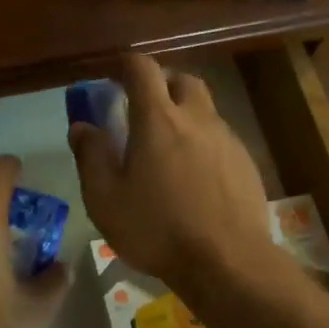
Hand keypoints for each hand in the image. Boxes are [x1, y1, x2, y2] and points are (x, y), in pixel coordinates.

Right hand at [69, 54, 274, 297]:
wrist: (228, 262)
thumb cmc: (158, 229)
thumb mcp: (105, 199)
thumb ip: (91, 156)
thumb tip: (82, 126)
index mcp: (158, 119)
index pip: (142, 68)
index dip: (126, 64)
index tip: (113, 75)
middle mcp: (197, 118)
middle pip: (181, 80)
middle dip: (161, 84)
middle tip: (143, 109)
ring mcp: (227, 139)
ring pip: (204, 109)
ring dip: (184, 115)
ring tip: (168, 149)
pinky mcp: (246, 162)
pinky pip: (221, 138)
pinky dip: (203, 143)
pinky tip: (195, 177)